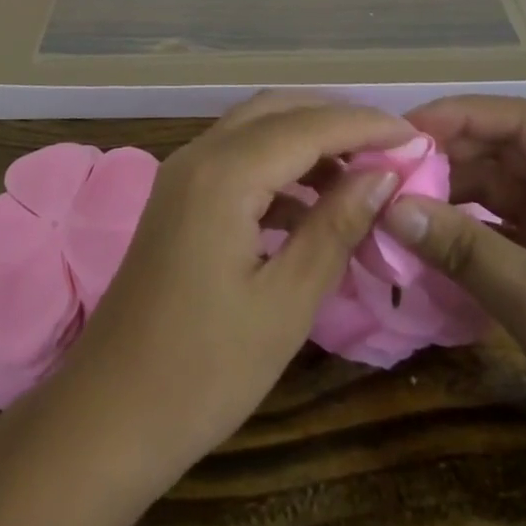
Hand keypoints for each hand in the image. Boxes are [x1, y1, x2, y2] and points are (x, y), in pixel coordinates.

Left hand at [48, 92, 412, 489]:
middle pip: (278, 111)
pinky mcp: (178, 195)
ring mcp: (183, 172)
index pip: (308, 127)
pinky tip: (310, 203)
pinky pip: (236, 157)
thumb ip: (334, 228)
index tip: (415, 137)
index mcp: (224, 173)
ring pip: (255, 129)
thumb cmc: (204, 369)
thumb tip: (381, 176)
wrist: (110, 413)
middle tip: (390, 149)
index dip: (364, 126)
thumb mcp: (286, 304)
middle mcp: (200, 154)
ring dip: (306, 140)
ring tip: (361, 175)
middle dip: (336, 121)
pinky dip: (278, 165)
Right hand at [380, 95, 525, 480]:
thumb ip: (463, 249)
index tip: (400, 131)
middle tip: (385, 170)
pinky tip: (424, 237)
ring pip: (497, 186)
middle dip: (445, 156)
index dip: (457, 116)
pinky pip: (500, 225)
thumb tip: (389, 207)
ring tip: (394, 200)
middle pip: (503, 149)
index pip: (518, 120)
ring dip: (448, 192)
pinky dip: (464, 228)